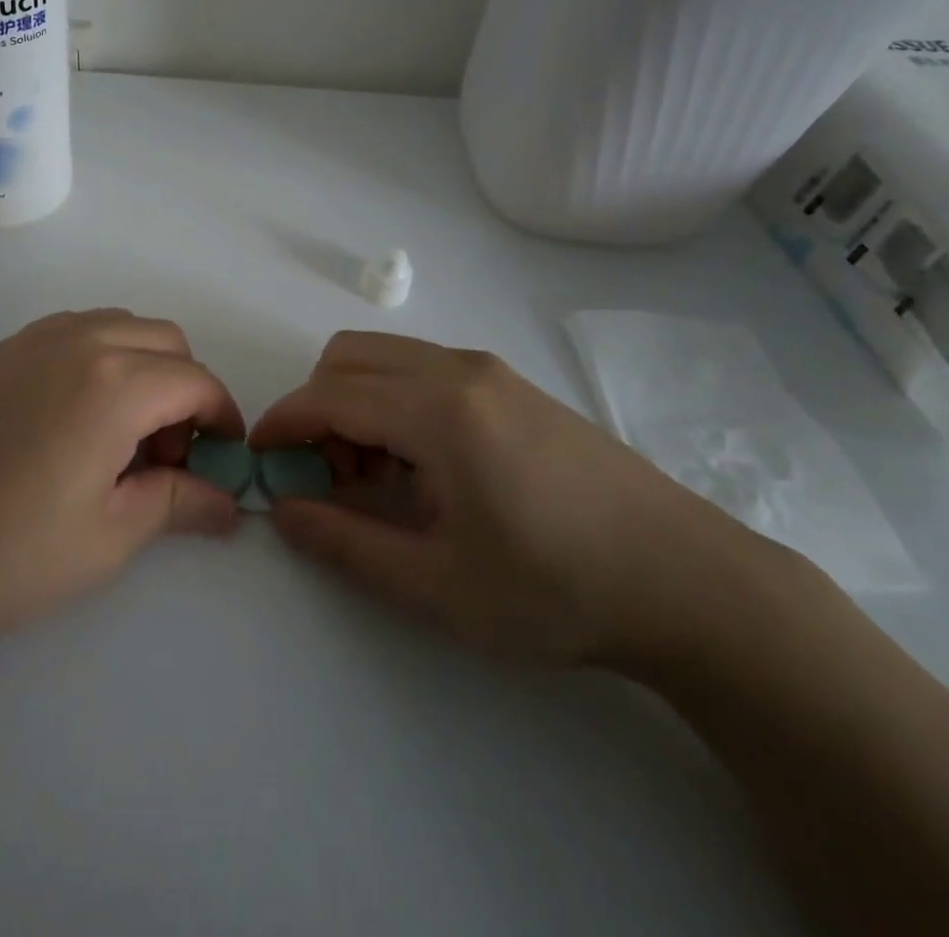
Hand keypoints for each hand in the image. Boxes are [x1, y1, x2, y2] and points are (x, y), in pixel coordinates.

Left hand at [0, 310, 243, 664]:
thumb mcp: (103, 539)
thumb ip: (175, 504)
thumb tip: (226, 501)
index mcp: (115, 382)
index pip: (197, 381)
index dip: (222, 419)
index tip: (222, 461)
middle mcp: (79, 340)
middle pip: (164, 341)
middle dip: (184, 390)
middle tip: (165, 457)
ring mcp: (32, 339)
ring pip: (117, 327)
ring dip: (141, 368)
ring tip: (119, 438)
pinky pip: (72, 334)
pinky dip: (98, 360)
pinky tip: (70, 423)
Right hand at [250, 331, 760, 664]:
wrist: (688, 581)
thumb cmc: (558, 591)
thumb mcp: (438, 586)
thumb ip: (346, 544)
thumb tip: (283, 509)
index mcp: (438, 410)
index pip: (328, 394)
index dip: (282, 423)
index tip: (260, 459)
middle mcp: (458, 369)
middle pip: (348, 357)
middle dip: (316, 407)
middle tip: (329, 476)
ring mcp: (489, 369)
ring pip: (385, 356)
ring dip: (355, 401)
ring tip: (378, 476)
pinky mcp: (511, 382)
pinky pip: (422, 368)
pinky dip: (393, 399)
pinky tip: (424, 465)